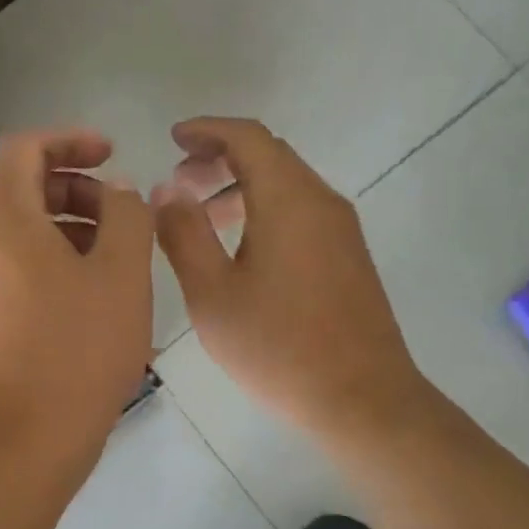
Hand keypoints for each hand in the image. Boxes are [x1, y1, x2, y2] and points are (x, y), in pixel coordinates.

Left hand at [0, 128, 153, 482]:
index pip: (24, 148)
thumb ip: (126, 216)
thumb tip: (114, 193)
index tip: (110, 155)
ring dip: (61, 230)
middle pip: (17, 191)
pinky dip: (41, 264)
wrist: (20, 447)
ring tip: (108, 263)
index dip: (70, 140)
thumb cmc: (77, 354)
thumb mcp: (123, 276)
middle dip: (72, 190)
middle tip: (117, 217)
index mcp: (1, 221)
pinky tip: (78, 300)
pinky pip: (4, 271)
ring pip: (12, 235)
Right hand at [151, 117, 426, 454]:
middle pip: (270, 156)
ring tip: (201, 216)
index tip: (173, 137)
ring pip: (287, 186)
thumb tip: (166, 189)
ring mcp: (341, 231)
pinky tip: (239, 248)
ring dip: (241, 186)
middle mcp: (321, 202)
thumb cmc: (278, 347)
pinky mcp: (349, 258)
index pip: (248, 138)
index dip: (207, 130)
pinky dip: (264, 210)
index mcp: (288, 200)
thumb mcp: (213, 294)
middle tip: (179, 180)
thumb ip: (184, 234)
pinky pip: (301, 212)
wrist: (362, 399)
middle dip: (220, 157)